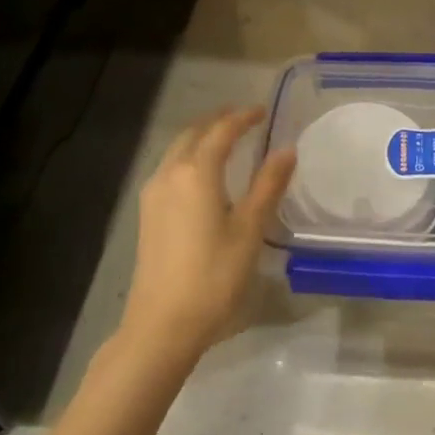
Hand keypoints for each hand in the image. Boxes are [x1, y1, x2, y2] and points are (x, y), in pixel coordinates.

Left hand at [120, 107, 295, 361]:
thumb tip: (286, 150)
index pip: (222, 131)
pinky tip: (204, 173)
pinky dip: (189, 156)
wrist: (162, 324)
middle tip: (244, 118)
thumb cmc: (213, 276)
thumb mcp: (250, 230)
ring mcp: (153, 194)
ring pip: (177, 150)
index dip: (243, 117)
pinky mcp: (147, 213)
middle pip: (193, 133)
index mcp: (196, 173)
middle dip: (218, 121)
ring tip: (226, 139)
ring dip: (201, 137)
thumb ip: (268, 185)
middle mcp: (170, 174)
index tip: (263, 111)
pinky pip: (170, 168)